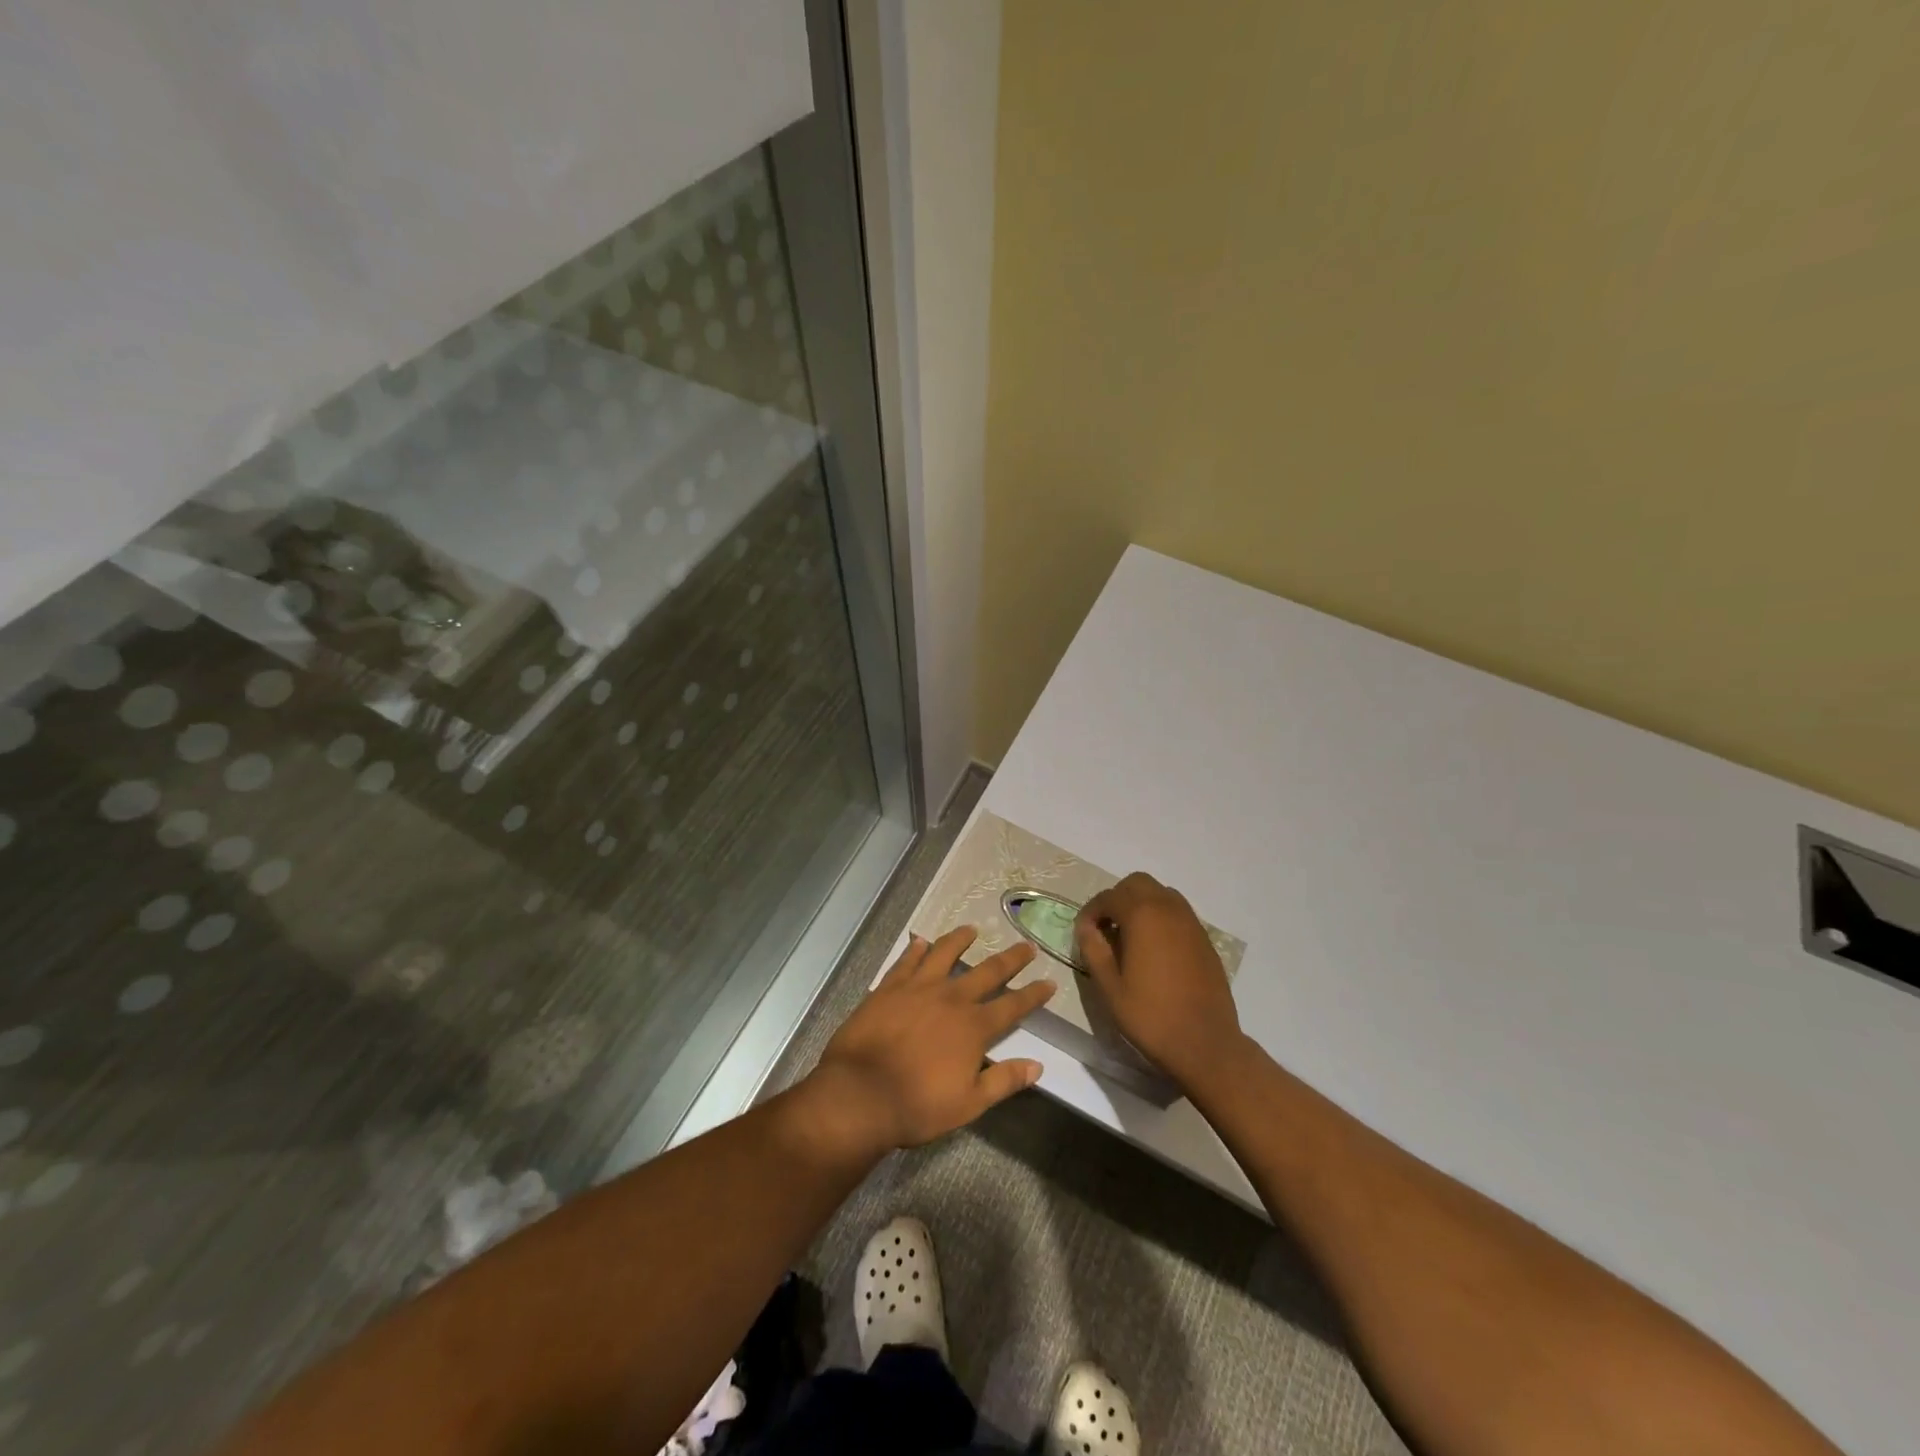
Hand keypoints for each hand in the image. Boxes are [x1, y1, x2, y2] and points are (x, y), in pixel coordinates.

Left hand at [803, 928, 1054, 1161]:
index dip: (1033, 994)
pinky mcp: (889, 987)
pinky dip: (916, 949)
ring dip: (960, 939)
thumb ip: (1004, 1081)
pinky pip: (907, 960)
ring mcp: (918, 988)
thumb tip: (1038, 1065)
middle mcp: (951, 998)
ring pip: (945, 953)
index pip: (1012, 1005)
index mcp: (974, 1027)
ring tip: (971, 929)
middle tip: (1026, 945)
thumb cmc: (918, 1105)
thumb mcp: (969, 1103)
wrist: (861, 1094)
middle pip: (987, 971)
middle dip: (1011, 958)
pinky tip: (920, 941)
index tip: (1049, 982)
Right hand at [1075, 872, 1243, 1091]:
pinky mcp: (1204, 939)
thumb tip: (1086, 928)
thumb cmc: (1151, 1016)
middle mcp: (1169, 909)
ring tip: (1129, 936)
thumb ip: (1094, 950)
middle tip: (1106, 928)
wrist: (1205, 1044)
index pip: (1109, 897)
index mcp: (1143, 916)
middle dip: (1117, 899)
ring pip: (1161, 893)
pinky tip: (1154, 949)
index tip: (1083, 933)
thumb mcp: (1109, 987)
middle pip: (1138, 883)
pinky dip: (1161, 918)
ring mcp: (1191, 923)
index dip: (1091, 912)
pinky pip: (1178, 913)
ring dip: (1141, 904)